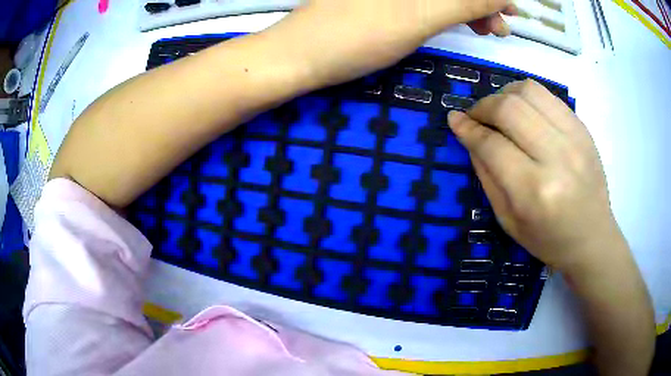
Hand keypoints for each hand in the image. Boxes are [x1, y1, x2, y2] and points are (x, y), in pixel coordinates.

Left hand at [268, 0, 515, 88]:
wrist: (297, 57)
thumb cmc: (355, 35)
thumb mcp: (419, 15)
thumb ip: (464, 1)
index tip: (511, 10)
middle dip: (481, 1)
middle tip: (501, 25)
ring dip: (467, 7)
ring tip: (487, 30)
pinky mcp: (381, 0)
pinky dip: (445, 10)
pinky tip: (457, 23)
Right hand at [448, 80, 625, 271]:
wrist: (592, 237)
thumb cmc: (548, 238)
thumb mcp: (508, 219)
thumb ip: (486, 175)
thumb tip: (468, 134)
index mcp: (534, 192)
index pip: (492, 144)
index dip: (468, 128)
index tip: (455, 119)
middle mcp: (556, 158)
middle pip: (509, 109)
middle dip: (483, 106)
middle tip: (476, 116)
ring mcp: (574, 138)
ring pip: (528, 91)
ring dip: (504, 94)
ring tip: (499, 109)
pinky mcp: (583, 128)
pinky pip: (548, 95)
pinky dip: (527, 95)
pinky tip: (523, 110)